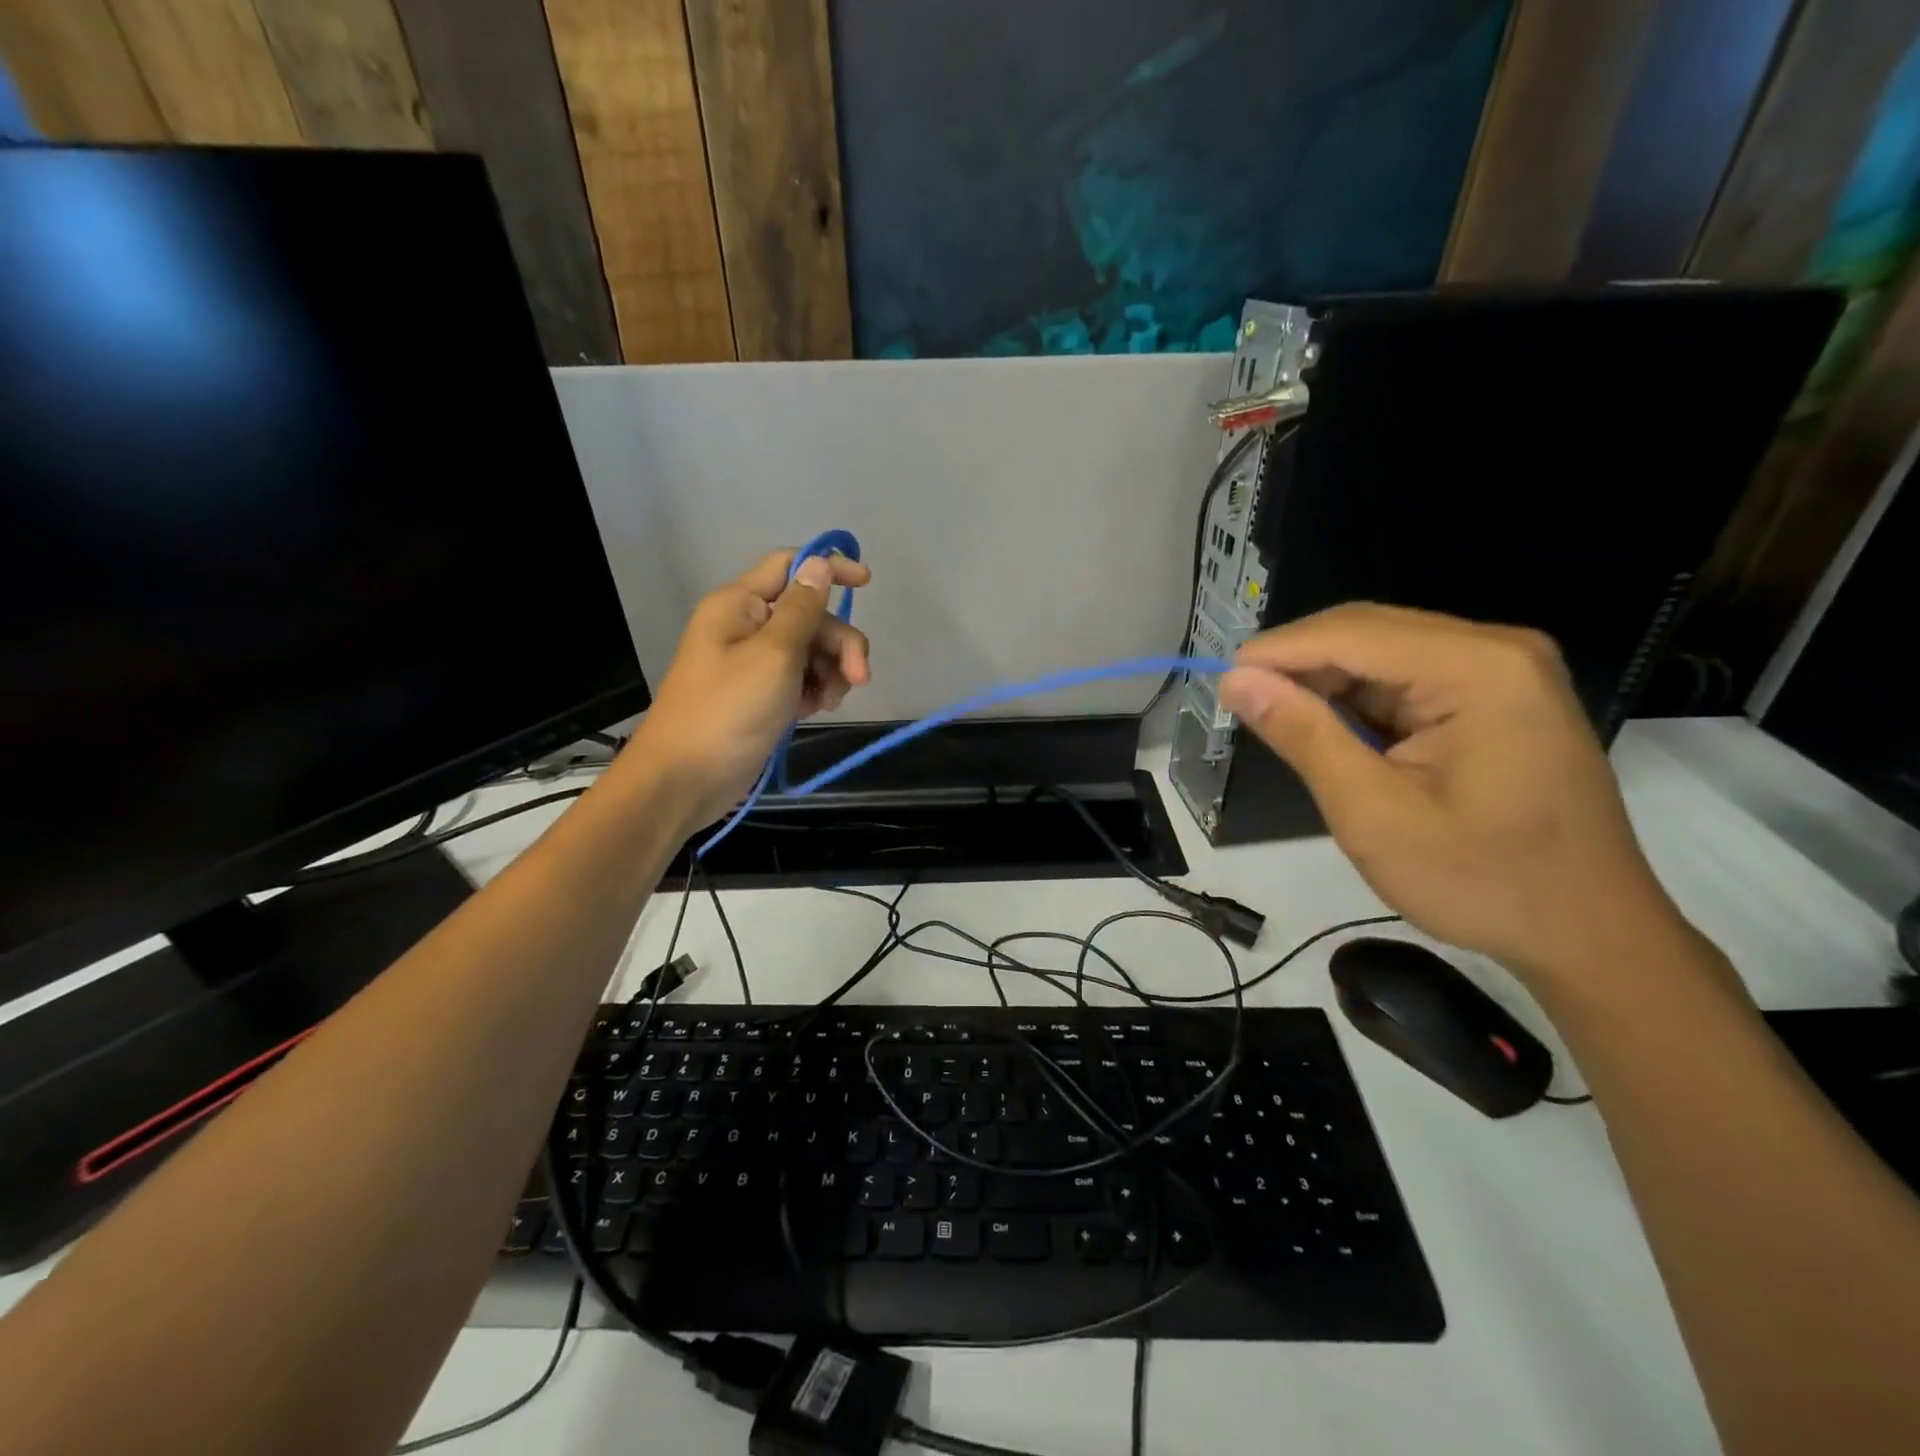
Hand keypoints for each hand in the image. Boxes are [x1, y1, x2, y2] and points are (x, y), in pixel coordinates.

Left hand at [628, 549, 870, 828]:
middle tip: (859, 679)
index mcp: (739, 604)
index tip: (868, 583)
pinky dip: (814, 690)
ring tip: (830, 702)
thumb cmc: (728, 711)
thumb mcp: (774, 655)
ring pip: (809, 650)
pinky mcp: (760, 695)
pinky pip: (799, 678)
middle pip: (809, 616)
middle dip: (839, 643)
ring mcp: (752, 663)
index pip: (790, 566)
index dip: (829, 569)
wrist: (685, 780)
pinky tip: (816, 710)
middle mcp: (746, 626)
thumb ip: (802, 609)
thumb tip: (819, 564)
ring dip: (831, 670)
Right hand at [1218, 604, 1686, 983]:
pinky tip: (1334, 732)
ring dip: (1327, 684)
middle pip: (1369, 632)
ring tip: (1278, 722)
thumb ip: (1303, 736)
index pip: (1352, 633)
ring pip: (1384, 653)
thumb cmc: (1482, 881)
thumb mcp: (1373, 813)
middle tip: (1242, 705)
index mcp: (1478, 669)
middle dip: (1299, 664)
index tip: (1218, 681)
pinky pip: (1409, 678)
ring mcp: (1504, 671)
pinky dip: (1361, 701)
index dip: (1276, 651)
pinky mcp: (1500, 696)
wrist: (1590, 934)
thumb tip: (1236, 680)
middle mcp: (1497, 650)